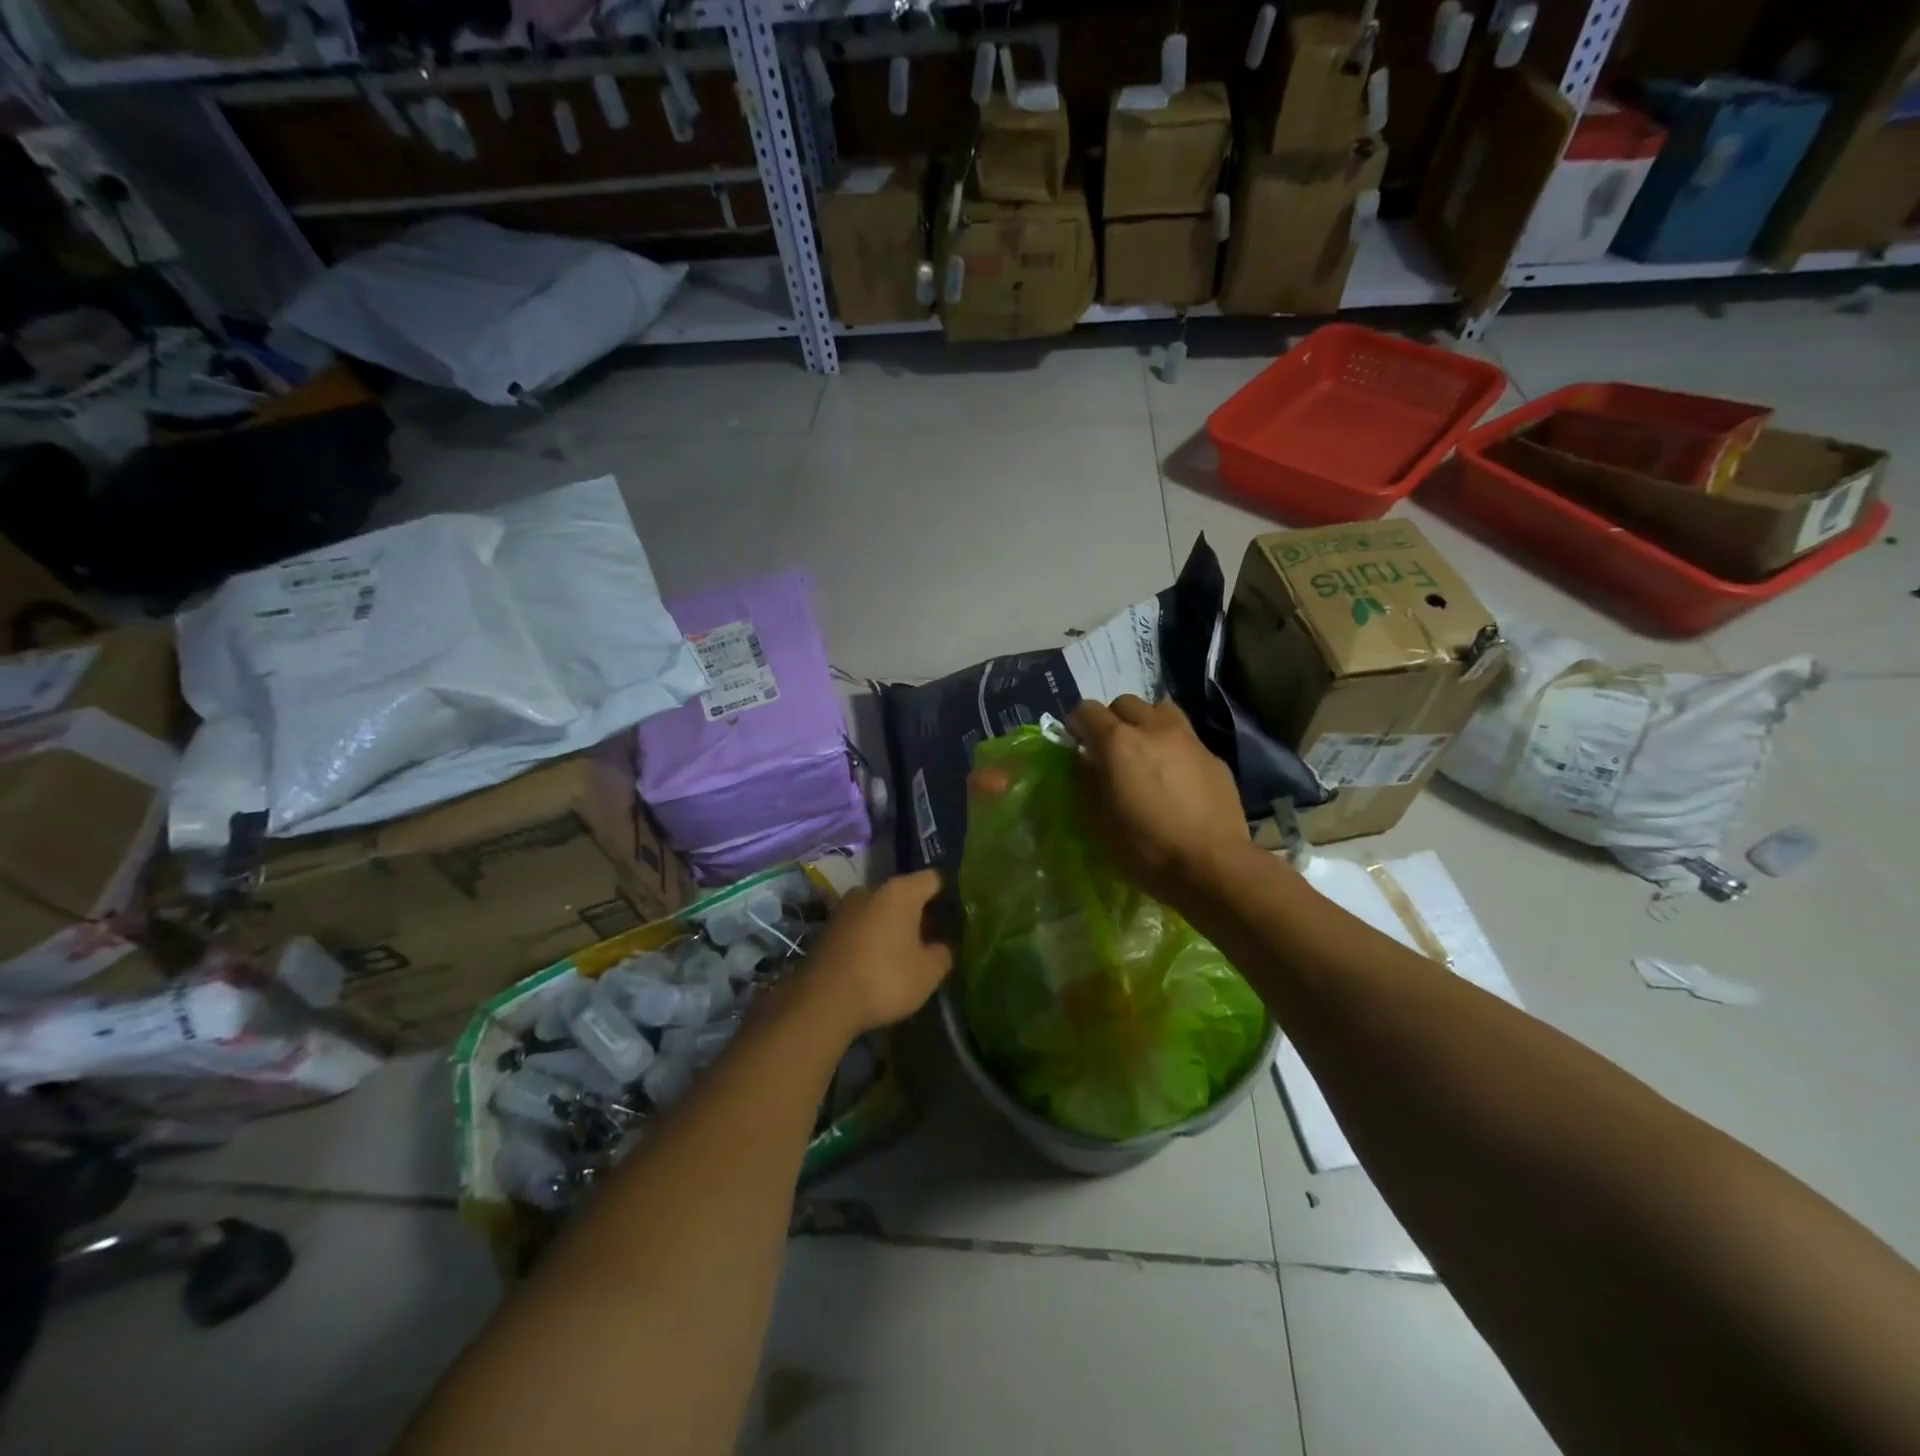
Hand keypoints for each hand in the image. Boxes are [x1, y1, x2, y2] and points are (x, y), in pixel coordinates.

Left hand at [798, 870, 954, 1038]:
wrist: (823, 1002)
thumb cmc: (884, 979)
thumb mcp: (928, 973)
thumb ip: (943, 953)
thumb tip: (940, 946)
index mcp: (900, 891)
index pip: (933, 879)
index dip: (948, 894)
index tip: (957, 914)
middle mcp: (871, 889)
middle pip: (904, 893)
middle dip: (919, 912)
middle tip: (934, 937)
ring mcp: (845, 907)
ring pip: (880, 909)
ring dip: (893, 925)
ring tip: (906, 952)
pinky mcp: (828, 928)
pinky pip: (861, 925)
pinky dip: (872, 937)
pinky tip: (878, 961)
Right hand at [1066, 695, 1250, 906]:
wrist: (1211, 865)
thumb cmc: (1144, 847)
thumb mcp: (1097, 820)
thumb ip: (1085, 782)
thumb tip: (1083, 760)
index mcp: (1117, 742)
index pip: (1087, 710)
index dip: (1077, 723)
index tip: (1076, 743)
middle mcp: (1153, 728)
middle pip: (1125, 702)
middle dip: (1112, 719)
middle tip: (1110, 749)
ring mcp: (1188, 739)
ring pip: (1161, 710)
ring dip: (1146, 723)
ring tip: (1145, 751)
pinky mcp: (1214, 757)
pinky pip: (1186, 738)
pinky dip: (1173, 746)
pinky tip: (1176, 777)